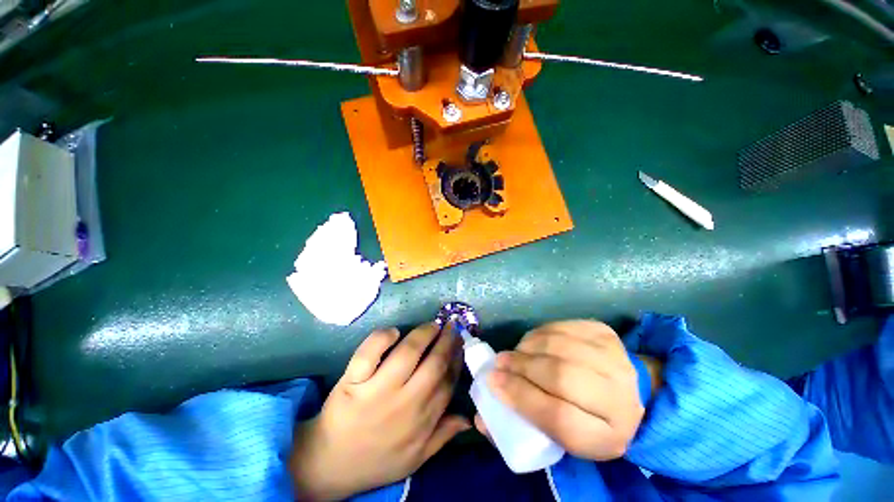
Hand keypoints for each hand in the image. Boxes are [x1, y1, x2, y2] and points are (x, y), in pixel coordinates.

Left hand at [290, 324, 468, 500]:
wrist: (331, 464)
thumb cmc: (377, 458)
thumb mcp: (416, 457)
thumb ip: (443, 435)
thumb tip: (469, 418)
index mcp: (421, 420)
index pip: (448, 382)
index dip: (457, 358)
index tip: (461, 343)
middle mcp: (404, 402)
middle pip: (433, 364)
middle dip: (447, 341)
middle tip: (451, 326)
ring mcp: (377, 390)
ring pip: (407, 353)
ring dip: (423, 334)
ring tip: (432, 325)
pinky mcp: (352, 381)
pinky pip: (369, 354)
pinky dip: (382, 338)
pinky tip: (394, 331)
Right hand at [477, 321, 646, 460]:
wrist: (630, 392)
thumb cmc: (588, 419)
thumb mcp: (562, 438)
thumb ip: (522, 427)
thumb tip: (481, 420)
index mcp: (607, 436)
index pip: (558, 417)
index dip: (521, 397)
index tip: (494, 382)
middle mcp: (619, 397)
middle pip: (560, 376)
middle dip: (521, 366)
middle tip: (500, 362)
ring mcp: (614, 358)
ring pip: (559, 346)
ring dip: (528, 347)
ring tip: (516, 353)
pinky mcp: (604, 333)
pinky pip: (562, 327)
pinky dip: (540, 332)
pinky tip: (534, 342)